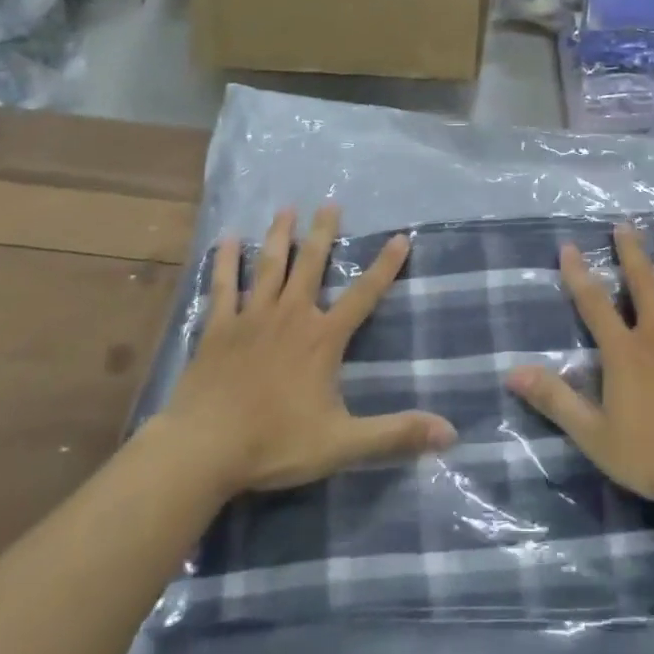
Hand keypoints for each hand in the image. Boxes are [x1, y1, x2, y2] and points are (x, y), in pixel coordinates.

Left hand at [165, 207, 455, 493]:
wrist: (203, 450)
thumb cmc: (274, 444)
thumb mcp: (342, 444)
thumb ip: (395, 434)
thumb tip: (450, 433)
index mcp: (322, 339)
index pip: (364, 295)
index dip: (385, 267)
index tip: (400, 237)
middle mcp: (291, 316)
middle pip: (310, 264)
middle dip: (323, 233)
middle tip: (330, 203)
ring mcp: (251, 318)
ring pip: (269, 266)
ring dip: (279, 235)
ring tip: (287, 208)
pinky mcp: (218, 328)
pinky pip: (224, 286)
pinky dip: (226, 262)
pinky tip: (226, 239)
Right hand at [508, 224, 653, 510]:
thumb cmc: (653, 454)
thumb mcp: (593, 434)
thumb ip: (555, 400)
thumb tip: (512, 372)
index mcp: (624, 352)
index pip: (594, 304)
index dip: (578, 274)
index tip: (569, 246)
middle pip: (643, 285)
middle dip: (632, 253)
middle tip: (626, 225)